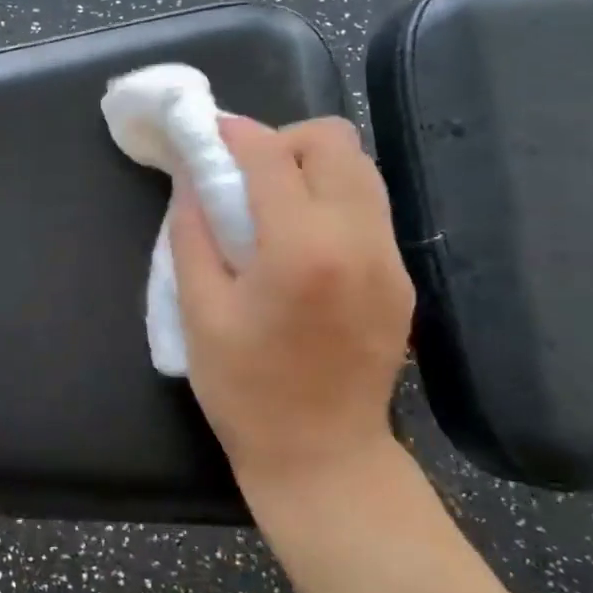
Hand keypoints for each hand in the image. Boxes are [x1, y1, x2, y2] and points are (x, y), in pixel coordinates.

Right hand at [169, 116, 414, 497]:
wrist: (323, 458)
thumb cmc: (246, 391)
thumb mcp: (200, 312)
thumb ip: (193, 233)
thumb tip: (192, 180)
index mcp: (302, 249)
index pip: (271, 156)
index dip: (233, 134)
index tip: (207, 135)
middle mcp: (359, 240)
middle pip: (334, 142)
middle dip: (282, 142)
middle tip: (245, 176)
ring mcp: (390, 259)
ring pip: (361, 169)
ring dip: (311, 166)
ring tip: (272, 204)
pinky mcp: (400, 278)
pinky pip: (369, 208)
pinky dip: (332, 199)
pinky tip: (300, 240)